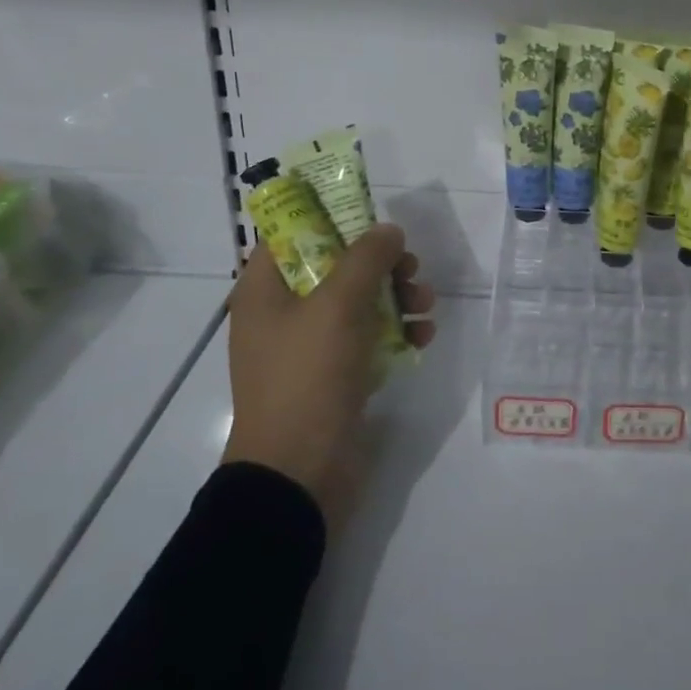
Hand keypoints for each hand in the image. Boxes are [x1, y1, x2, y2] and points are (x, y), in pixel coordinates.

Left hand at [221, 223, 435, 525]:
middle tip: (410, 267)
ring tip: (425, 305)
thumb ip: (366, 258)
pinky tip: (424, 336)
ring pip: (359, 301)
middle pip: (336, 265)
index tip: (371, 215)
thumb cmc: (307, 377)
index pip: (290, 234)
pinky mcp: (335, 374)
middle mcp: (284, 313)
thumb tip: (388, 231)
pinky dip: (398, 331)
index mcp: (265, 291)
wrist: (300, 473)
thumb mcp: (337, 305)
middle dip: (379, 262)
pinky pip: (369, 337)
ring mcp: (310, 346)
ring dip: (397, 295)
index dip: (329, 217)